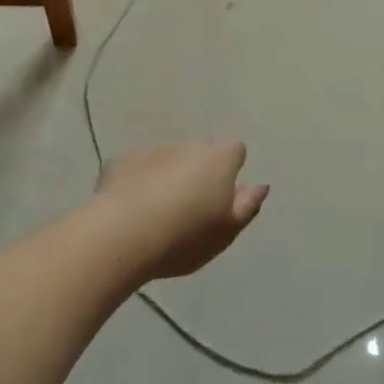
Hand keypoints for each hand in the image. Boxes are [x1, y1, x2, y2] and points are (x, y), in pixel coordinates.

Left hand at [96, 140, 268, 281]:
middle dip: (197, 171)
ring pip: (168, 159)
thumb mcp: (226, 232)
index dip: (231, 168)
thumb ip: (247, 206)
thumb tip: (261, 185)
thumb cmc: (185, 237)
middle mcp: (188, 146)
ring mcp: (153, 150)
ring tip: (156, 212)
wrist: (123, 234)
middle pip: (200, 152)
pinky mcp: (121, 161)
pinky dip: (137, 181)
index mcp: (218, 160)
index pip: (235, 149)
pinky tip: (129, 208)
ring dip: (167, 176)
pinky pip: (137, 167)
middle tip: (189, 207)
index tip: (222, 193)